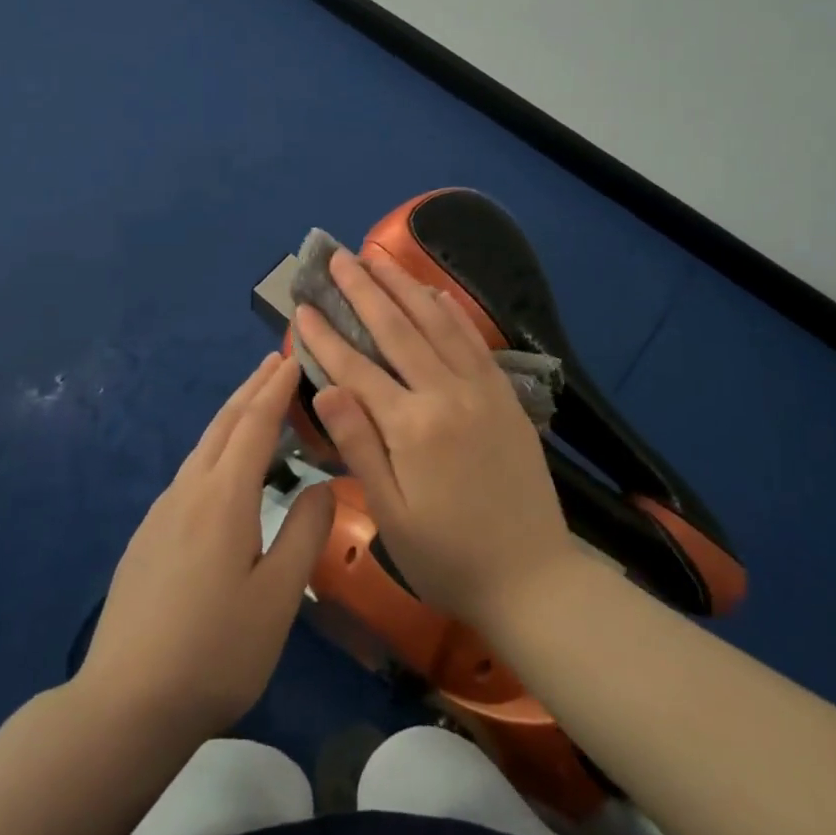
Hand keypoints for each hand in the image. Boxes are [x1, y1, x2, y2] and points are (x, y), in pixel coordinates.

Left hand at [78, 354, 331, 741]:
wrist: (124, 706)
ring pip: (202, 446)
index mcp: (223, 496)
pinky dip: (215, 448)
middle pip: (223, 423)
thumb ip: (305, 533)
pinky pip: (189, 472)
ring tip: (254, 403)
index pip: (254, 423)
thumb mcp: (278, 597)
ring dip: (232, 416)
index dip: (276, 388)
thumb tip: (323, 485)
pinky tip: (220, 468)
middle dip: (252, 387)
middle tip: (276, 360)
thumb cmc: (215, 651)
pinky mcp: (147, 537)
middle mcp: (189, 491)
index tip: (295, 357)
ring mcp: (161, 513)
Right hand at [294, 249, 579, 629]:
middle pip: (398, 329)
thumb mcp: (392, 515)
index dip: (326, 334)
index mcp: (412, 427)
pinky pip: (474, 341)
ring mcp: (480, 390)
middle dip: (364, 290)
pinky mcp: (504, 396)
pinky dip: (451, 312)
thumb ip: (360, 446)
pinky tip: (435, 293)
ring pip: (438, 323)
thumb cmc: (448, 556)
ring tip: (379, 258)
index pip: (357, 367)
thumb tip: (327, 388)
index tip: (303, 305)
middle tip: (339, 257)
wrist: (532, 577)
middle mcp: (446, 394)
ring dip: (405, 286)